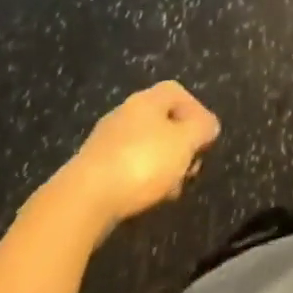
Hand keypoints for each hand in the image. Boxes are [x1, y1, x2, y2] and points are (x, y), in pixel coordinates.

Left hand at [54, 81, 220, 240]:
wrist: (83, 199)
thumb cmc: (141, 163)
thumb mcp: (184, 144)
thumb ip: (201, 130)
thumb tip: (209, 125)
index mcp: (148, 99)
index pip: (178, 93)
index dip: (196, 111)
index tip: (206, 138)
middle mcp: (126, 112)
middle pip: (161, 120)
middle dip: (179, 143)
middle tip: (190, 167)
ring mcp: (106, 140)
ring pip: (144, 145)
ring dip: (161, 164)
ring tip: (171, 189)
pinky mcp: (92, 169)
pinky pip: (126, 166)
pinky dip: (140, 179)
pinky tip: (145, 199)